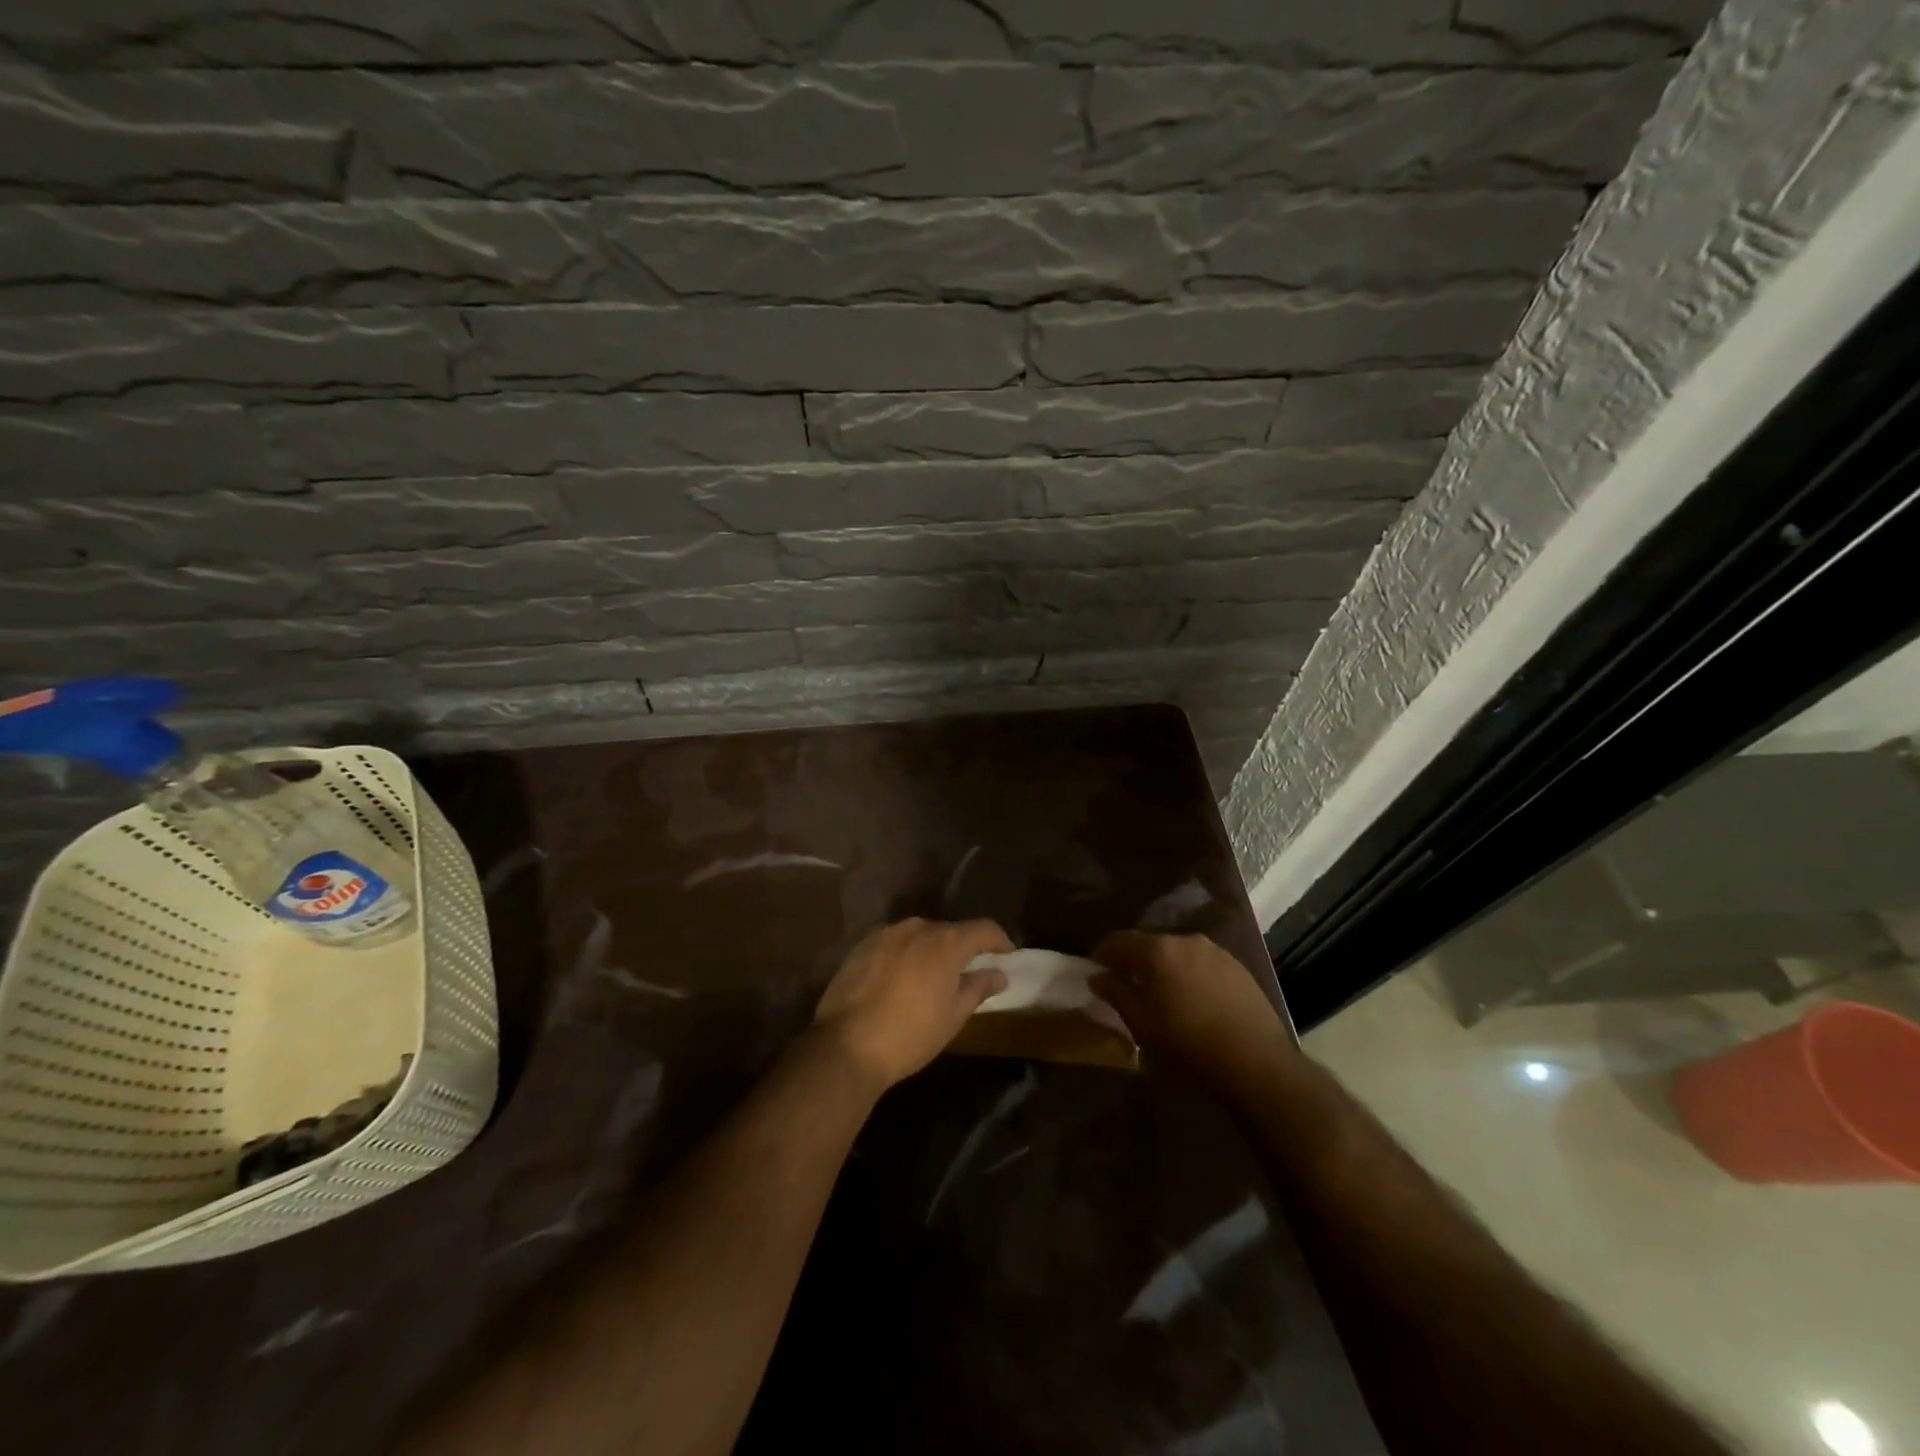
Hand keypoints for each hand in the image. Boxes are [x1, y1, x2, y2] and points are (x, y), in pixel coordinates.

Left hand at [812, 918, 1011, 1089]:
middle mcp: (917, 927)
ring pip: (919, 935)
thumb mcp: (953, 1017)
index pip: (983, 928)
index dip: (1000, 941)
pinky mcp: (861, 945)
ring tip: (932, 977)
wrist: (846, 1045)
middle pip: (950, 930)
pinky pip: (894, 943)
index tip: (1007, 956)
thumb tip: (999, 974)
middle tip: (967, 972)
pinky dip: (905, 954)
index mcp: (945, 942)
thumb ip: (978, 988)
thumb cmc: (910, 1035)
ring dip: (931, 950)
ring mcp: (886, 933)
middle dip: (962, 948)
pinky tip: (901, 979)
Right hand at [1090, 932, 1294, 1098]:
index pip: (1120, 940)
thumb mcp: (1142, 1024)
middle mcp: (1186, 940)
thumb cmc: (1188, 1042)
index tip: (1095, 969)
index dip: (1103, 953)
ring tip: (1162, 993)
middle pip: (1150, 944)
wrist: (1256, 1060)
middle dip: (1135, 960)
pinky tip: (1193, 999)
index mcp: (1158, 950)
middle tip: (1126, 984)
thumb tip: (1098, 977)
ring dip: (1164, 967)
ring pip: (1178, 953)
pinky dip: (1189, 975)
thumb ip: (1117, 994)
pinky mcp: (1238, 967)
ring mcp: (1216, 952)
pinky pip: (1202, 964)